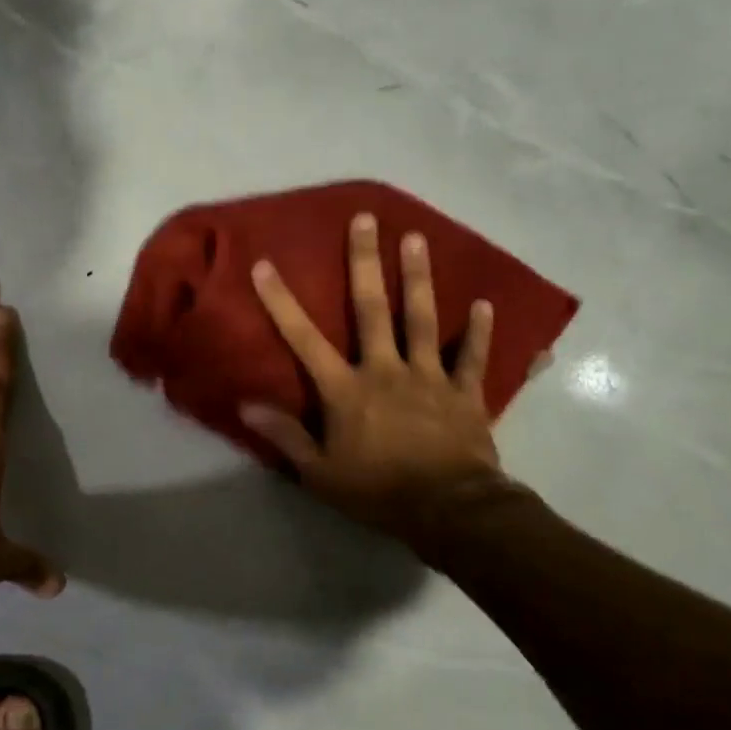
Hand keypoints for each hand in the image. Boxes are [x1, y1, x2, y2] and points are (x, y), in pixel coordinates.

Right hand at [239, 212, 504, 540]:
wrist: (449, 510)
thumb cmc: (377, 491)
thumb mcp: (319, 472)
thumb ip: (285, 436)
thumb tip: (245, 405)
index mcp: (347, 390)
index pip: (305, 339)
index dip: (281, 302)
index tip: (265, 265)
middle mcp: (386, 370)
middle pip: (373, 309)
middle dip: (366, 263)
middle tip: (367, 219)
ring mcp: (429, 377)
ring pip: (423, 319)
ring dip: (419, 278)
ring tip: (417, 239)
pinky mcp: (464, 393)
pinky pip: (472, 356)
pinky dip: (479, 331)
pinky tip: (484, 304)